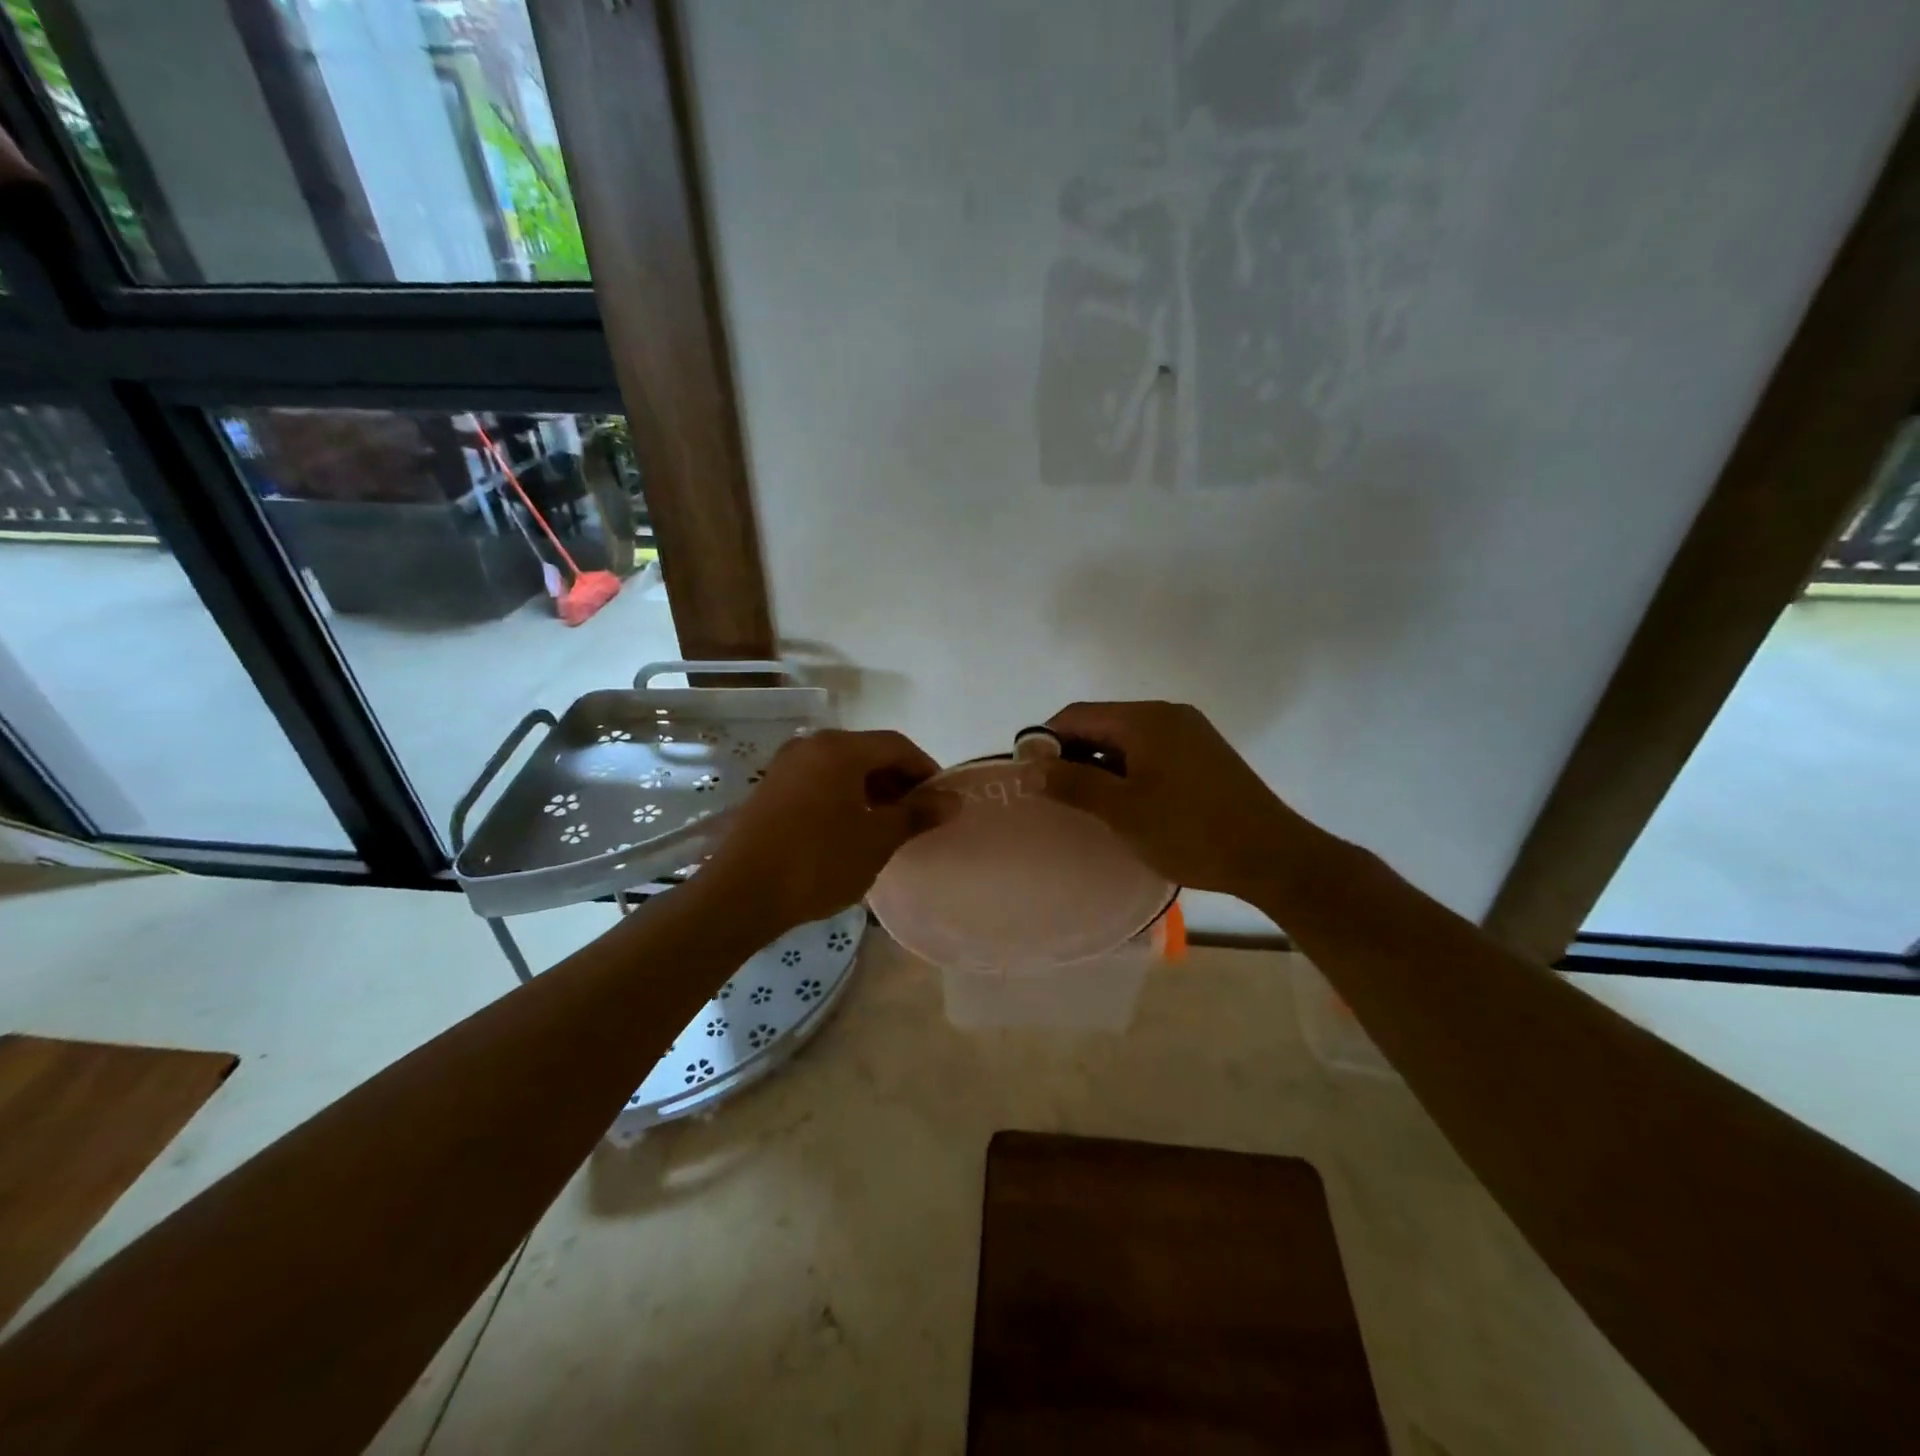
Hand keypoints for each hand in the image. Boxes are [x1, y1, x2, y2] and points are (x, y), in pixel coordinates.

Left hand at [702, 728, 939, 934]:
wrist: (742, 894)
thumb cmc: (819, 862)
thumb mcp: (878, 839)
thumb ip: (917, 814)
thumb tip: (953, 800)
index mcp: (839, 748)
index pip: (897, 746)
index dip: (926, 769)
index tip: (941, 800)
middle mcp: (811, 745)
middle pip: (868, 752)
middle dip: (898, 781)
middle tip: (916, 816)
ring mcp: (786, 765)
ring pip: (843, 768)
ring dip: (871, 790)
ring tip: (886, 827)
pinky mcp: (770, 789)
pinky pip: (819, 781)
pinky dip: (844, 797)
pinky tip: (850, 829)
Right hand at [1040, 701, 1306, 902]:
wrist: (1272, 855)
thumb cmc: (1189, 831)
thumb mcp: (1122, 810)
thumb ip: (1073, 783)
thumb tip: (1031, 768)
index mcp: (1144, 719)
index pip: (1077, 715)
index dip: (1046, 741)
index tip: (1030, 776)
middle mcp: (1167, 714)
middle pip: (1103, 723)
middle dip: (1073, 754)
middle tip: (1055, 795)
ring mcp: (1191, 733)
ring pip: (1127, 740)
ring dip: (1100, 764)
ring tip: (1086, 803)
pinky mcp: (1204, 754)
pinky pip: (1151, 752)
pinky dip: (1128, 770)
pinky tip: (1125, 802)